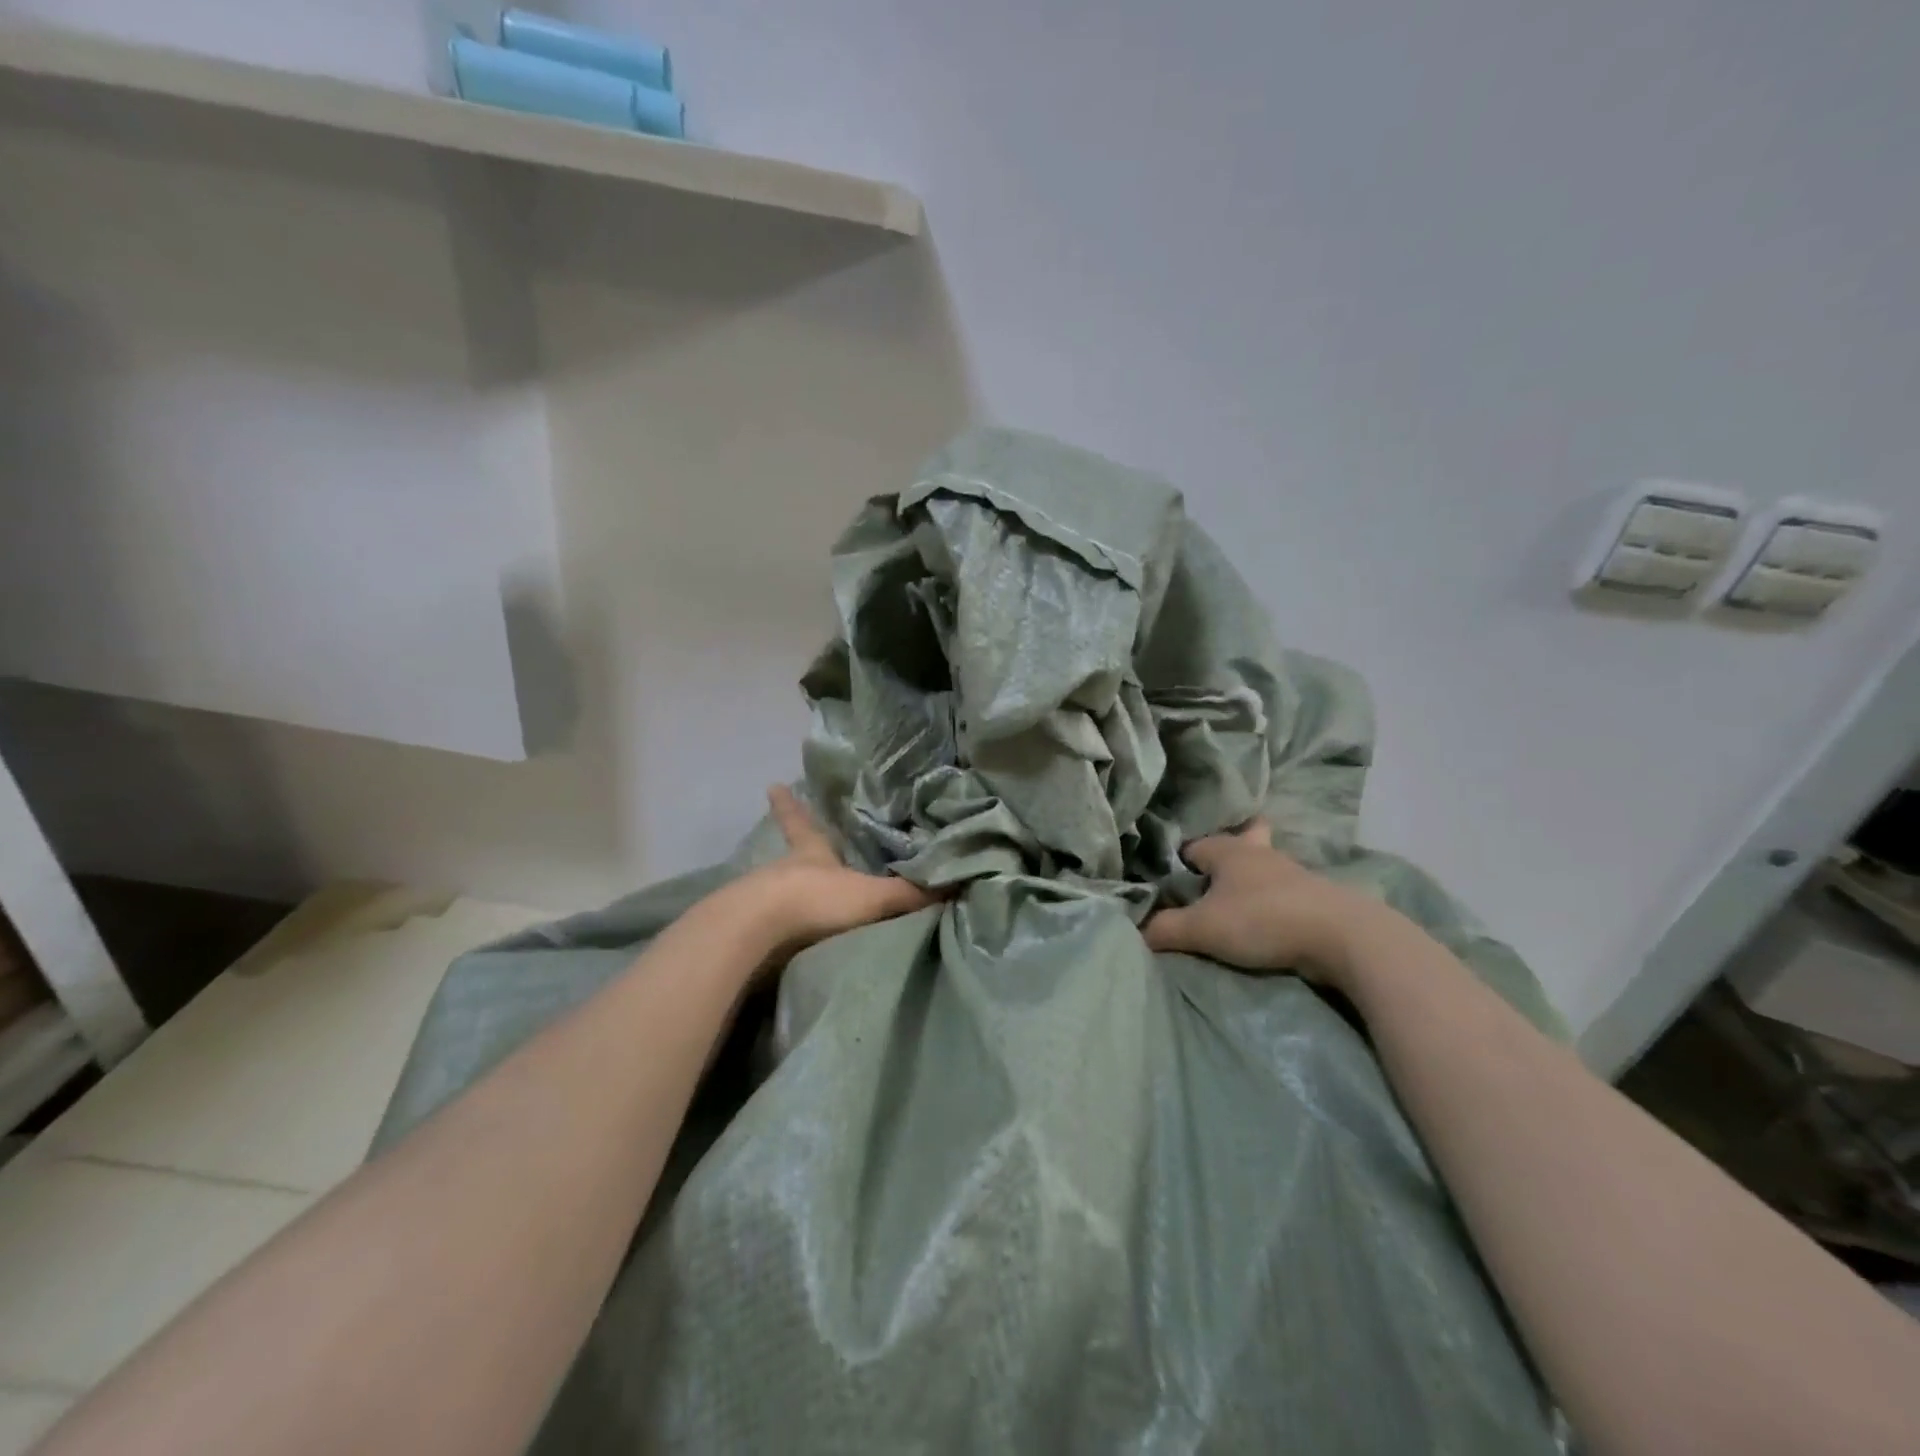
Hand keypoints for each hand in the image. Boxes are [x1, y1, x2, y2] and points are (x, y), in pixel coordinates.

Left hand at [733, 785, 936, 963]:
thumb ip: (910, 894)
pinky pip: (773, 924)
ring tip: (801, 895)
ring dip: (790, 890)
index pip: (801, 822)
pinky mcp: (753, 931)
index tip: (772, 784)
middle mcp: (785, 870)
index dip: (790, 804)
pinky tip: (787, 938)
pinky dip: (781, 926)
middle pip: (791, 855)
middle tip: (799, 844)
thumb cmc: (816, 900)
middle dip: (798, 851)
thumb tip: (957, 883)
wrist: (758, 934)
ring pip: (779, 888)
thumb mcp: (871, 896)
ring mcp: (764, 899)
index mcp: (811, 853)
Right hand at [1143, 819, 1375, 983]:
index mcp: (1228, 850)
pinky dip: (1274, 899)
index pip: (1193, 845)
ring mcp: (1292, 873)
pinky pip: (1286, 891)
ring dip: (1253, 878)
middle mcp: (1259, 853)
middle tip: (1213, 873)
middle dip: (1229, 849)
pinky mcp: (1315, 897)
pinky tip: (1267, 917)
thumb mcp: (1203, 928)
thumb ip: (1165, 929)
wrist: (1341, 936)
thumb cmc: (1262, 919)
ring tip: (1237, 899)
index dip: (1180, 860)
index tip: (1170, 879)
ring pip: (1265, 865)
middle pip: (1242, 838)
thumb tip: (1137, 931)